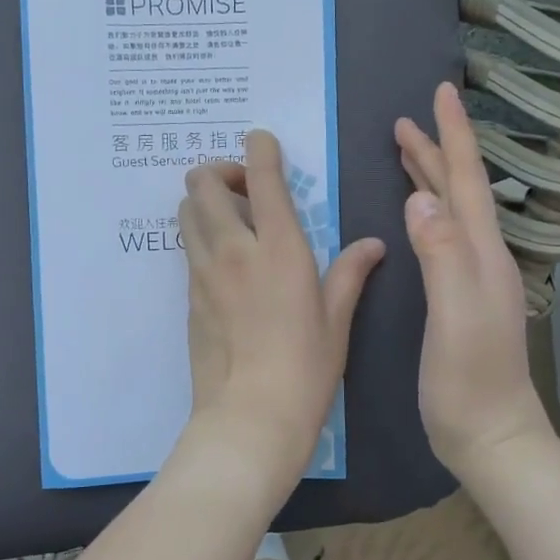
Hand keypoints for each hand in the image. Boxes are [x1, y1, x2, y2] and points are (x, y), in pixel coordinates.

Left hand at [177, 130, 384, 491]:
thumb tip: (373, 244)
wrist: (249, 417)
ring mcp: (203, 272)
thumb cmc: (305, 369)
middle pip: (202, 182)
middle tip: (245, 193)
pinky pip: (188, 248)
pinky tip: (225, 262)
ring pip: (186, 210)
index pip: (260, 177)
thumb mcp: (337, 319)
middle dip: (219, 171)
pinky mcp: (188, 296)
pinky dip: (200, 236)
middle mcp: (233, 249)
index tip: (262, 141)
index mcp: (279, 248)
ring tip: (232, 223)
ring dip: (204, 201)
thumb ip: (350, 272)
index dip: (259, 148)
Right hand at [395, 82, 552, 476]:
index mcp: (481, 253)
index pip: (467, 181)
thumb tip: (420, 198)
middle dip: (436, 150)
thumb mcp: (455, 316)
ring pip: (452, 211)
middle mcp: (482, 256)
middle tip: (406, 120)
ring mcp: (473, 277)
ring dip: (432, 176)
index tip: (442, 93)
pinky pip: (443, 235)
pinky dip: (428, 209)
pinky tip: (416, 212)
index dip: (453, 136)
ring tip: (408, 152)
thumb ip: (443, 256)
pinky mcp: (459, 295)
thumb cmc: (469, 380)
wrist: (490, 435)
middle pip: (459, 190)